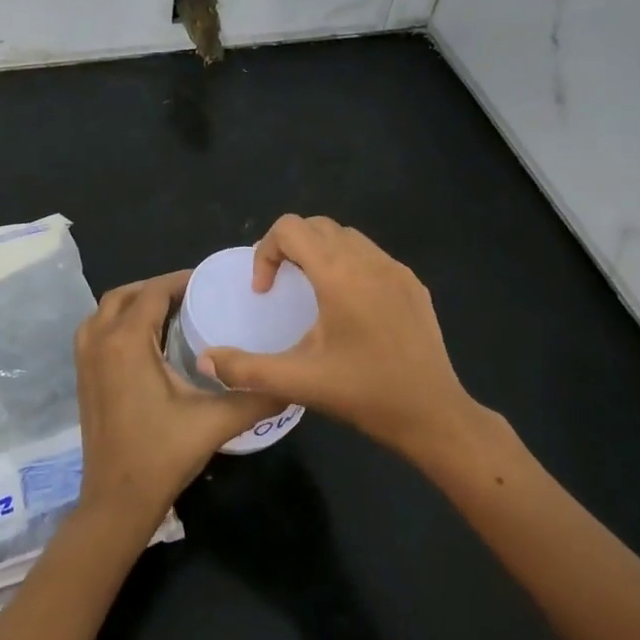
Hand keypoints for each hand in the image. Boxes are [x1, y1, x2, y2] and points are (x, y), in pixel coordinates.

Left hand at [73, 271, 279, 527]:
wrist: (116, 501)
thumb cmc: (162, 455)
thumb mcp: (215, 422)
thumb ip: (256, 397)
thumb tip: (293, 383)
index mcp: (127, 341)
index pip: (153, 292)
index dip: (181, 280)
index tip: (210, 282)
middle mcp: (99, 341)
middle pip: (125, 294)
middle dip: (157, 288)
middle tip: (193, 296)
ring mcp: (85, 359)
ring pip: (106, 311)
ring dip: (135, 303)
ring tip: (171, 312)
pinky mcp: (82, 377)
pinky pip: (97, 331)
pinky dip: (118, 322)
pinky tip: (147, 342)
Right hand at [200, 216, 477, 456]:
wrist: (433, 414)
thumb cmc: (364, 394)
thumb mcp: (299, 382)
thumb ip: (246, 369)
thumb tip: (205, 361)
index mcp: (338, 274)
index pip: (290, 228)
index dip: (266, 251)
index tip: (265, 291)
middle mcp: (368, 260)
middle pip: (317, 226)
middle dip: (290, 247)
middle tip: (281, 286)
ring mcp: (395, 269)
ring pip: (347, 236)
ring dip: (321, 252)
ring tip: (312, 292)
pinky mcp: (413, 284)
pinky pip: (372, 255)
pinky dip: (350, 264)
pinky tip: (350, 307)